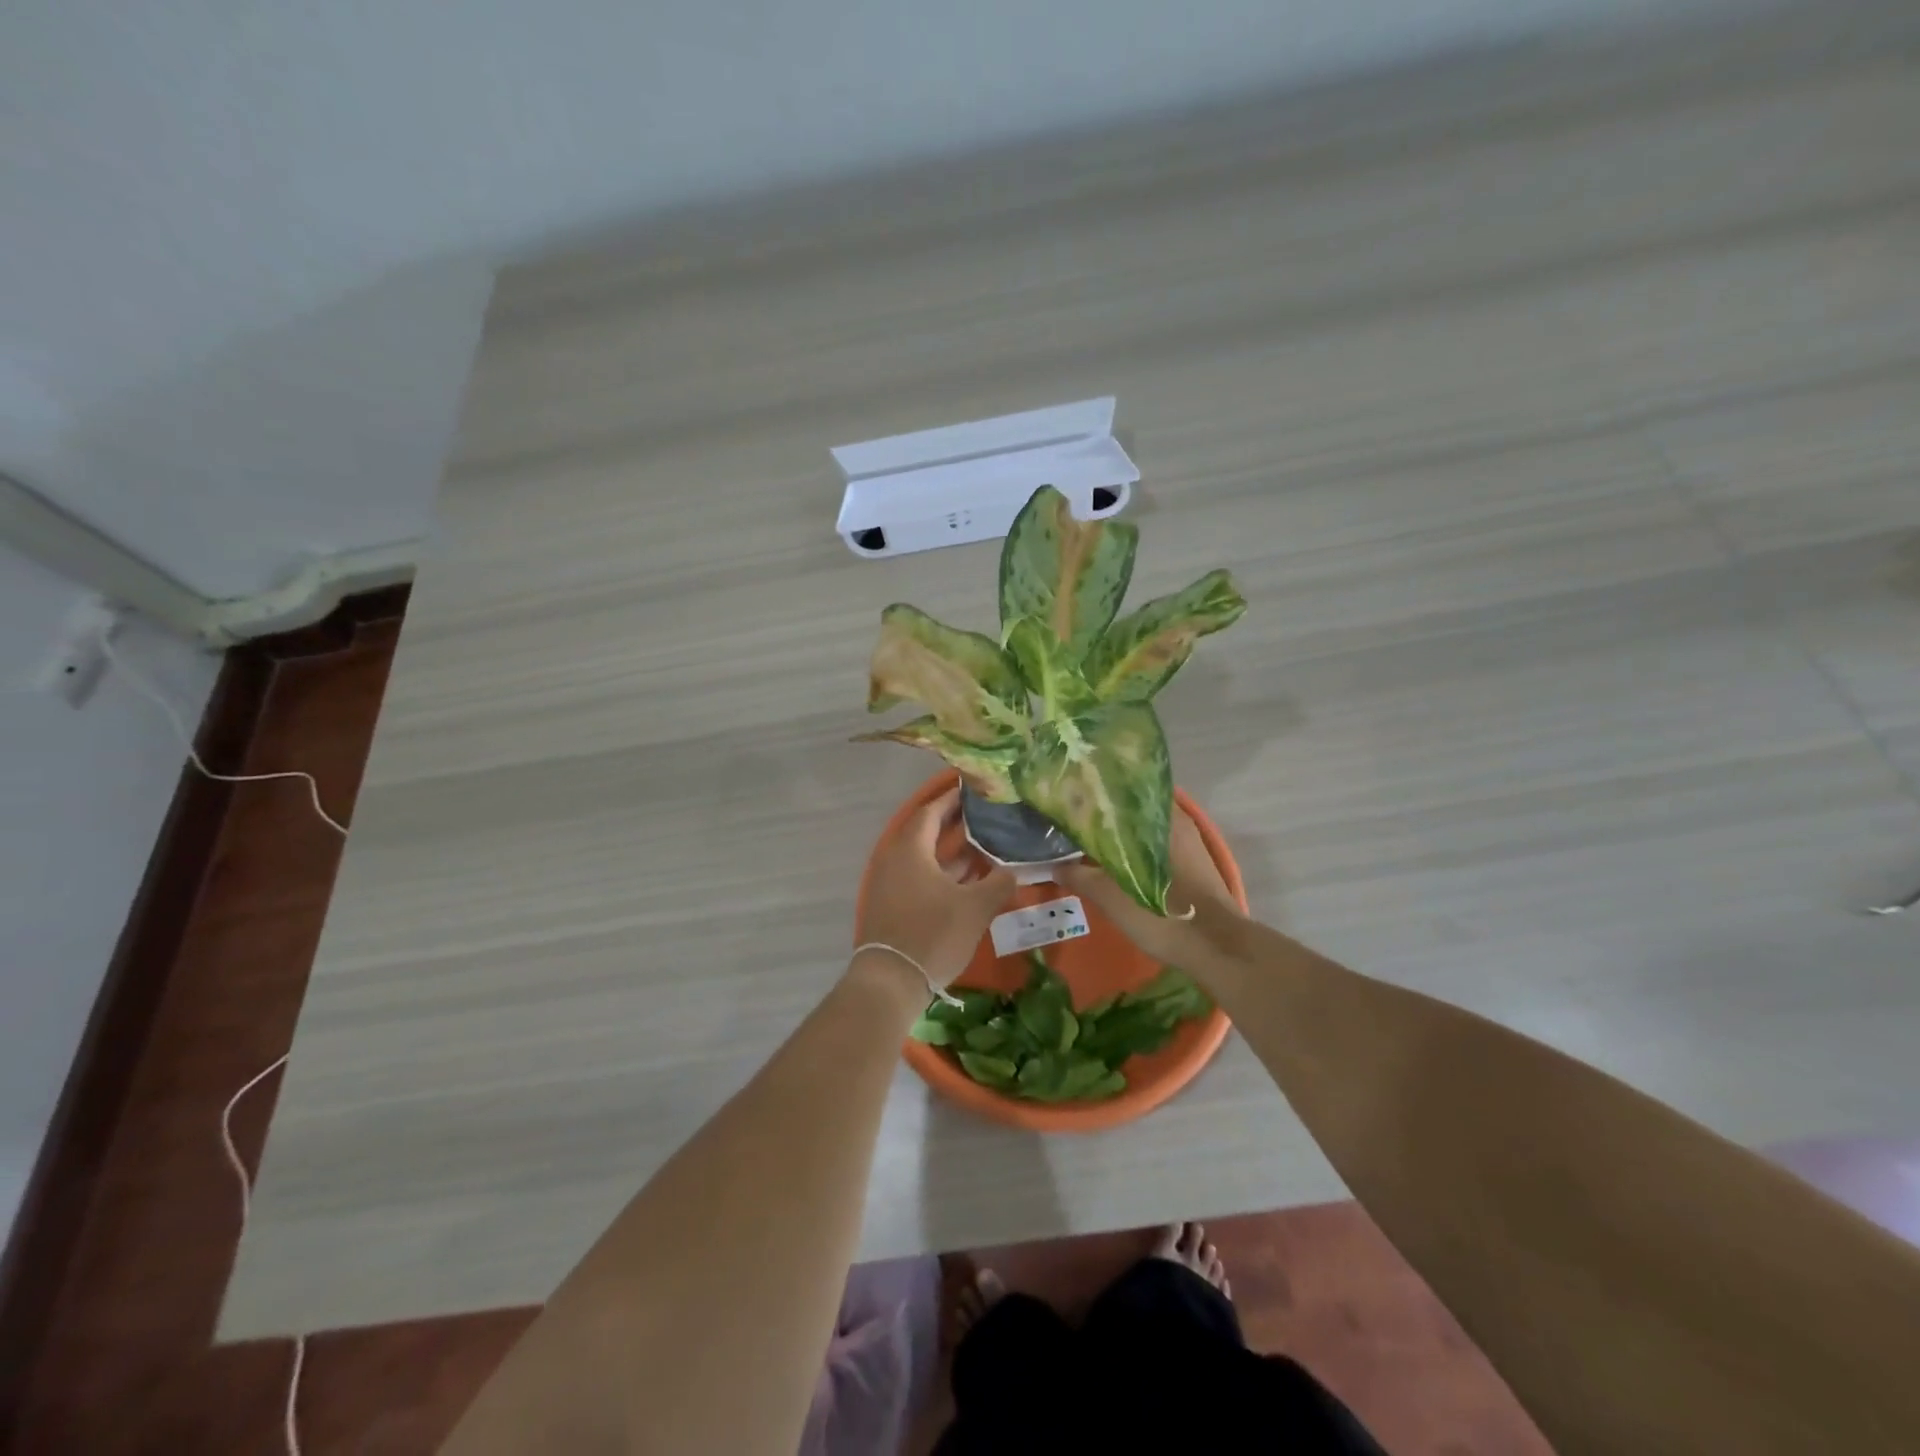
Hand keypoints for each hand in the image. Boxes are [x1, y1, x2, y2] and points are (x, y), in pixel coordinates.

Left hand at [856, 787, 1016, 986]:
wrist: (891, 982)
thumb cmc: (933, 934)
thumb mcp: (975, 908)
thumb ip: (999, 883)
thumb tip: (1016, 869)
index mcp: (911, 850)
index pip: (932, 812)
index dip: (952, 799)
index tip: (974, 790)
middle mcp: (896, 860)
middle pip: (927, 833)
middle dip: (956, 824)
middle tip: (986, 816)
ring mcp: (892, 884)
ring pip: (925, 858)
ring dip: (952, 851)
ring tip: (985, 844)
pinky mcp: (893, 905)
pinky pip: (920, 877)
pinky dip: (943, 873)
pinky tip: (969, 879)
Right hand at [1056, 807, 1240, 964]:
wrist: (1217, 949)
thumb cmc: (1165, 913)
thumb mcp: (1113, 897)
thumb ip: (1081, 876)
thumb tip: (1055, 865)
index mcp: (1161, 817)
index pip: (1124, 789)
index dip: (1096, 794)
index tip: (1071, 798)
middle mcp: (1177, 821)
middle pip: (1134, 809)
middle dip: (1106, 814)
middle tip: (1074, 820)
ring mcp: (1188, 843)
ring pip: (1145, 828)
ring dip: (1121, 834)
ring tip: (1088, 840)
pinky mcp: (1193, 865)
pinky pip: (1155, 845)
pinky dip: (1135, 849)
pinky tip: (1114, 862)